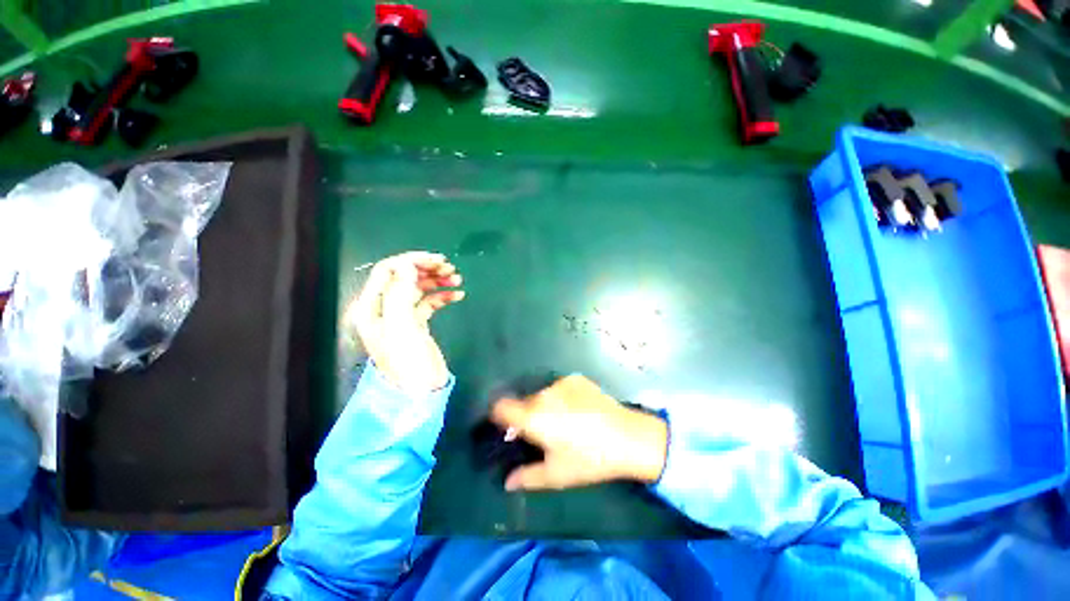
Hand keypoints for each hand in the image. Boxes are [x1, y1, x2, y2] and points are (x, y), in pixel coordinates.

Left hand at [343, 251, 463, 394]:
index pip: (387, 271)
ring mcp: (401, 316)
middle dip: (426, 269)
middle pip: (404, 277)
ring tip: (457, 279)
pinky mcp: (417, 323)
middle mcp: (384, 308)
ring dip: (437, 281)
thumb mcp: (401, 326)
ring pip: (418, 288)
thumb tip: (407, 265)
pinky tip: (458, 295)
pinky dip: (443, 296)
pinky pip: (429, 302)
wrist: (421, 392)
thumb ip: (400, 293)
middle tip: (450, 268)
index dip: (410, 261)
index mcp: (372, 307)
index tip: (436, 260)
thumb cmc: (407, 361)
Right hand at [490, 375, 667, 491]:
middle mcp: (543, 394)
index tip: (508, 430)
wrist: (628, 437)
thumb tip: (507, 482)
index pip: (501, 407)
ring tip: (564, 423)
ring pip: (542, 394)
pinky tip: (579, 411)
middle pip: (524, 402)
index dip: (499, 417)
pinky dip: (562, 398)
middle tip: (542, 434)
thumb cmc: (589, 459)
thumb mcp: (556, 474)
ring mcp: (561, 383)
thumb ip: (527, 477)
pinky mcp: (576, 379)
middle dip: (526, 416)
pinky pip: (559, 388)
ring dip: (545, 406)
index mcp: (533, 417)